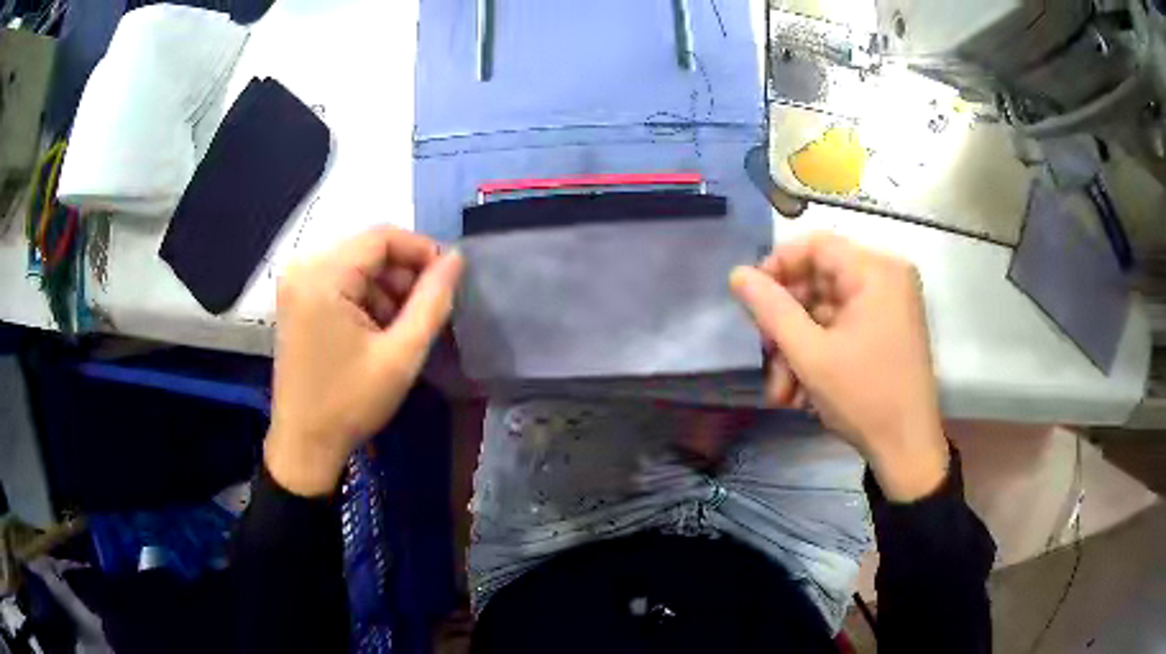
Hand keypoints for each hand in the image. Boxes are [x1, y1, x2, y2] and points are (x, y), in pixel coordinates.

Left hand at [266, 227, 463, 495]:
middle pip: (367, 250)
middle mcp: (303, 269)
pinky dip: (365, 299)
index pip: (381, 237)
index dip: (422, 250)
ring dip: (386, 289)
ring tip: (403, 328)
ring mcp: (296, 285)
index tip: (449, 278)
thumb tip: (457, 259)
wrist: (304, 445)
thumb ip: (433, 301)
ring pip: (356, 267)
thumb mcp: (401, 355)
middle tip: (428, 310)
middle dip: (403, 274)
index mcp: (323, 276)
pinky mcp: (296, 302)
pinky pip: (340, 283)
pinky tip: (377, 332)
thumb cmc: (350, 403)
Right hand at [729, 233, 947, 500]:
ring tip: (781, 391)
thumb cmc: (864, 398)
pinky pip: (844, 327)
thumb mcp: (810, 354)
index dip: (778, 266)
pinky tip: (801, 391)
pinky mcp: (889, 328)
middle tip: (765, 356)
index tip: (751, 300)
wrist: (907, 450)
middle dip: (787, 322)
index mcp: (876, 271)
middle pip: (820, 280)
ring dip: (798, 347)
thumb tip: (737, 274)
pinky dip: (819, 352)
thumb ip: (771, 310)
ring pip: (828, 310)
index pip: (816, 245)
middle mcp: (887, 277)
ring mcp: (890, 304)